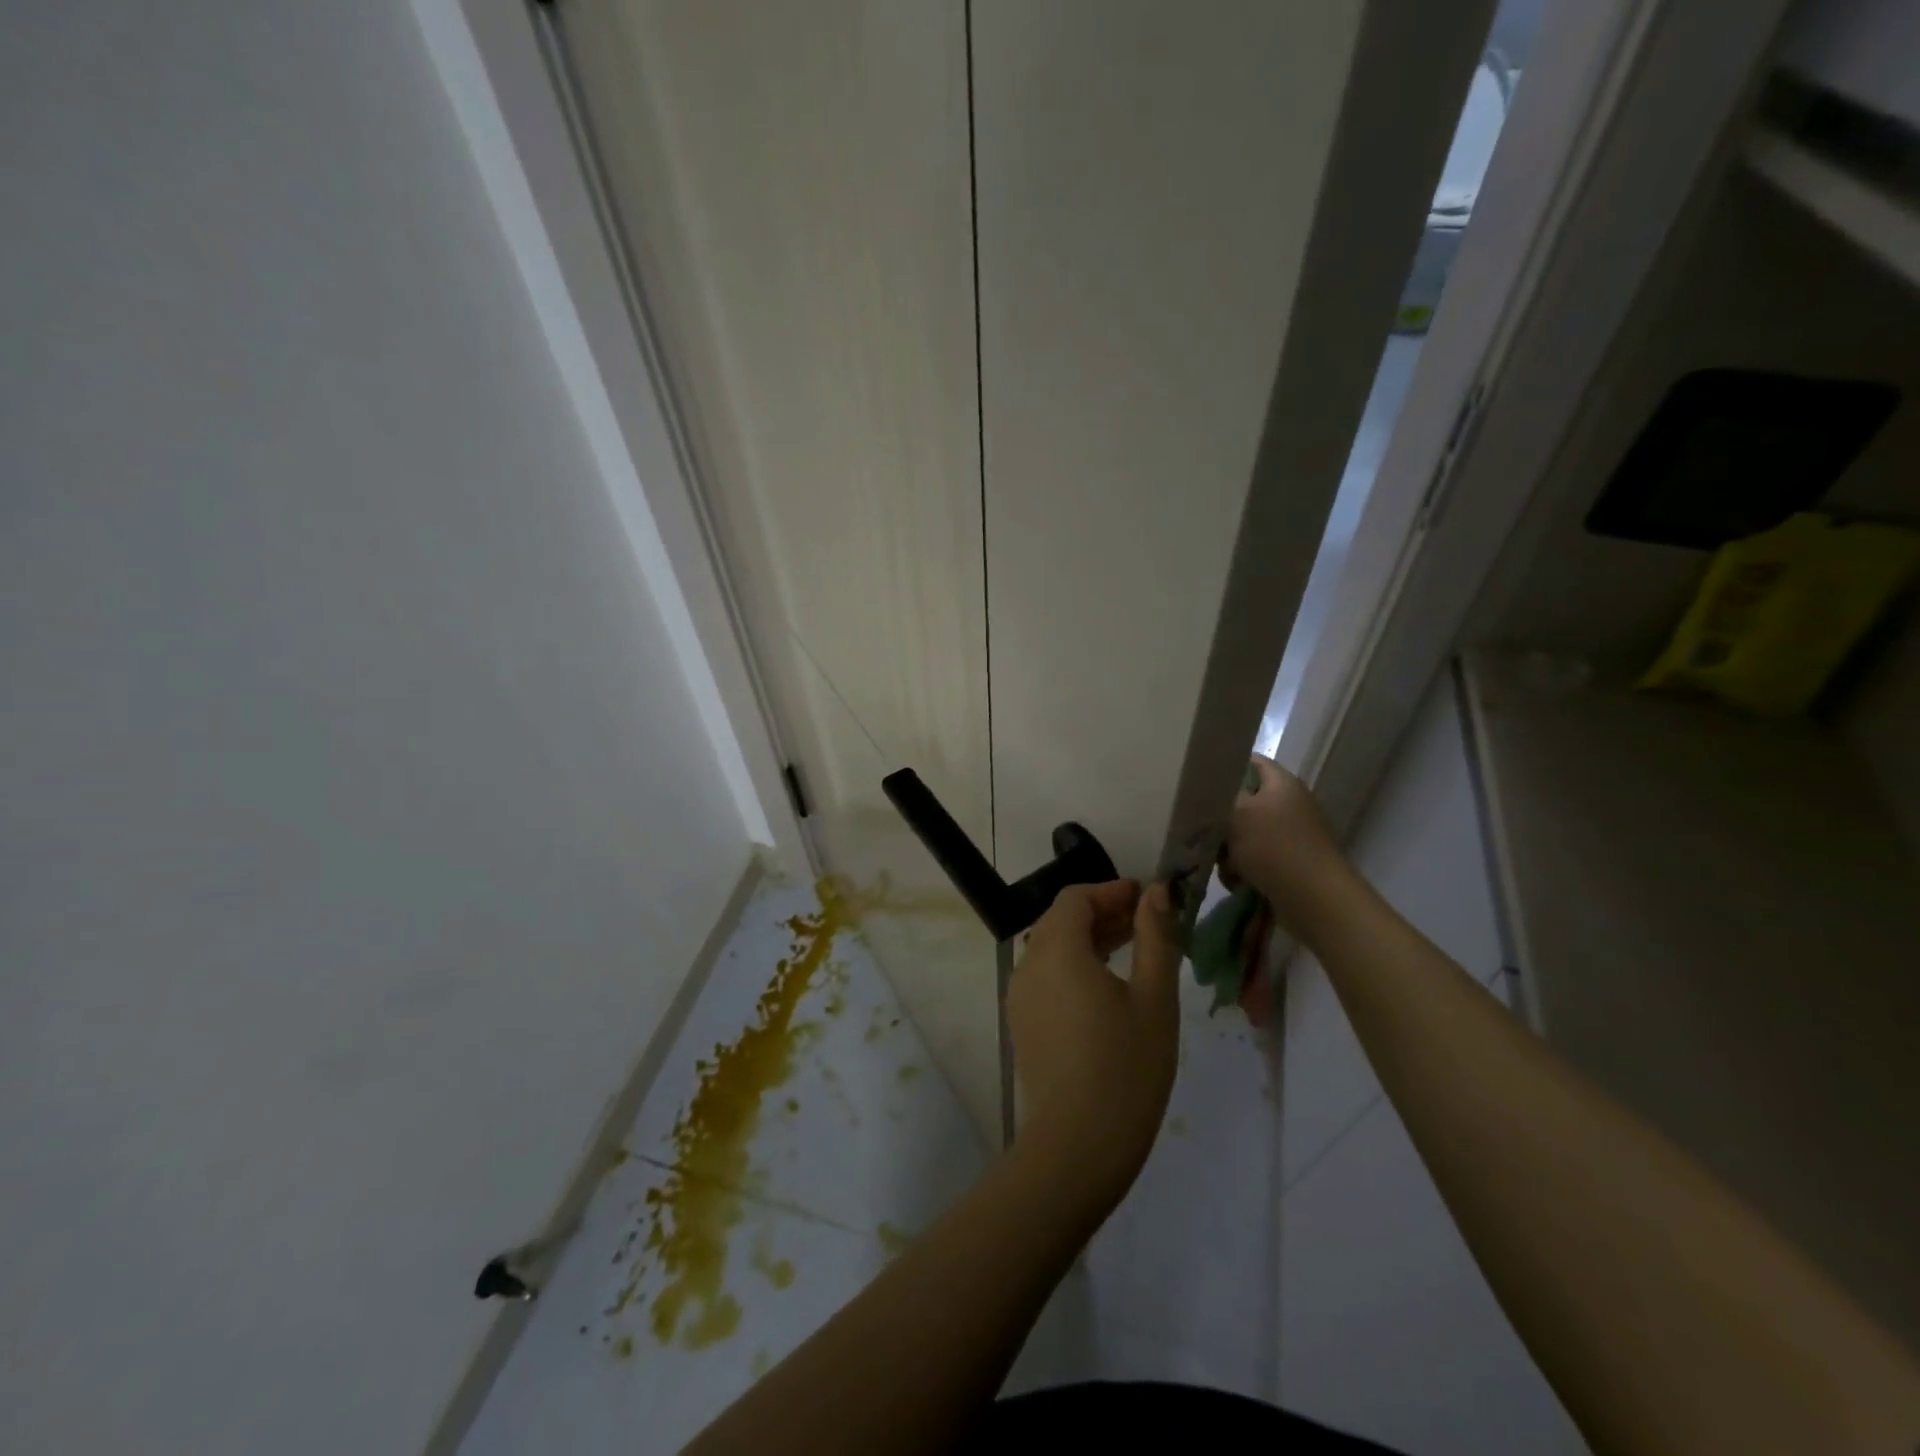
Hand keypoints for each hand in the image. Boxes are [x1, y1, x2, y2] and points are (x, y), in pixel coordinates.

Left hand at [1005, 880, 1180, 1211]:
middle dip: (1102, 913)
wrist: (1077, 1146)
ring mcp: (1020, 996)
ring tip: (1133, 951)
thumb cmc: (1126, 1067)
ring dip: (1089, 939)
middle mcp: (1029, 965)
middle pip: (1061, 920)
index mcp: (1057, 950)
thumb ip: (1155, 937)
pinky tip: (1106, 987)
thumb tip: (1155, 892)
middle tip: (1146, 923)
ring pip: (1052, 948)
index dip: (1111, 891)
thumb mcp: (1154, 998)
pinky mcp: (1022, 1022)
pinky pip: (1046, 975)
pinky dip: (1074, 965)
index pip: (1076, 898)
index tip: (1146, 899)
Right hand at [1221, 756, 1356, 946]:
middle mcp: (1289, 805)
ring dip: (1228, 850)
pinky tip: (1237, 882)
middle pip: (1242, 803)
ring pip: (1243, 835)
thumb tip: (1207, 792)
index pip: (1251, 762)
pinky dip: (1242, 869)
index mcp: (1282, 783)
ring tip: (1225, 865)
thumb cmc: (1274, 848)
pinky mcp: (1289, 864)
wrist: (1315, 901)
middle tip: (1206, 832)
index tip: (1199, 783)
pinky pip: (1254, 859)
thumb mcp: (1237, 813)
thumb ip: (1217, 798)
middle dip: (1220, 821)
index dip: (1224, 767)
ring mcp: (1291, 836)